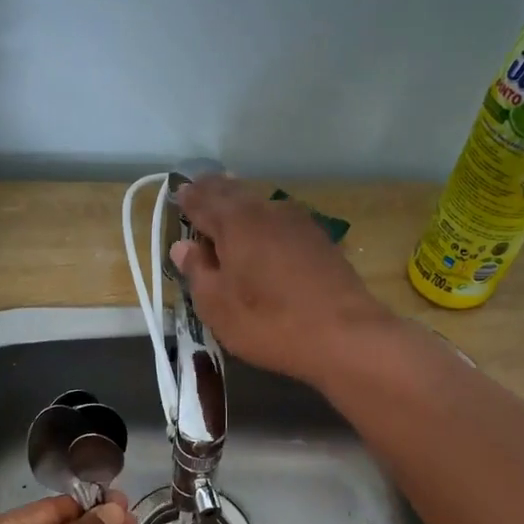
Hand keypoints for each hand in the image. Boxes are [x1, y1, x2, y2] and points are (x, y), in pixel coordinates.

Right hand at [170, 177, 395, 384]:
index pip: (203, 202)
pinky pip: (281, 220)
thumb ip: (198, 272)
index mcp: (235, 223)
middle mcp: (266, 211)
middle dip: (215, 191)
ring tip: (229, 203)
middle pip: (234, 193)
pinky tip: (266, 229)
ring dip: (242, 202)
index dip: (189, 199)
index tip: (179, 194)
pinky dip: (265, 219)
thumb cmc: (268, 322)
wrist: (344, 335)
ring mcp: (298, 223)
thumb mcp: (217, 306)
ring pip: (261, 204)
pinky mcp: (320, 240)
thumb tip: (183, 246)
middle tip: (201, 188)